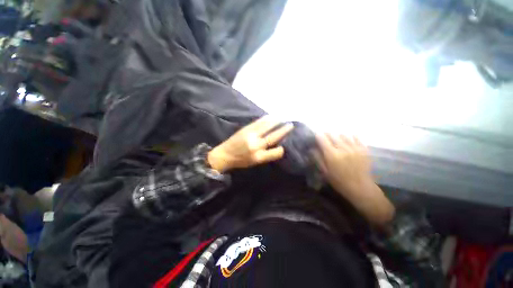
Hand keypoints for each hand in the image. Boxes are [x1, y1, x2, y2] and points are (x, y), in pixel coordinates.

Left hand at [208, 116, 293, 172]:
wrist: (225, 154)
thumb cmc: (240, 161)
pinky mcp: (246, 129)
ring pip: (267, 127)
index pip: (276, 152)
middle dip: (283, 131)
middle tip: (290, 125)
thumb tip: (276, 145)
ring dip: (276, 122)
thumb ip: (265, 154)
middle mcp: (256, 146)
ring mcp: (251, 136)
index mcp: (259, 157)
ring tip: (282, 118)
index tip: (284, 145)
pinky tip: (271, 116)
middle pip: (273, 137)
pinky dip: (266, 119)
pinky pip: (258, 123)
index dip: (281, 149)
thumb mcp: (254, 162)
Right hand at [314, 134, 370, 193]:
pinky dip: (350, 137)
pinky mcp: (364, 149)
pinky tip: (348, 141)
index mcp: (332, 154)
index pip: (322, 138)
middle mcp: (343, 148)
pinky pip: (356, 137)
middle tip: (326, 140)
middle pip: (332, 134)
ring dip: (337, 137)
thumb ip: (318, 158)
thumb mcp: (324, 171)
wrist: (360, 187)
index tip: (317, 138)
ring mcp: (354, 147)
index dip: (318, 136)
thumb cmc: (339, 181)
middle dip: (327, 135)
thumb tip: (312, 148)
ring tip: (337, 142)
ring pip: (343, 134)